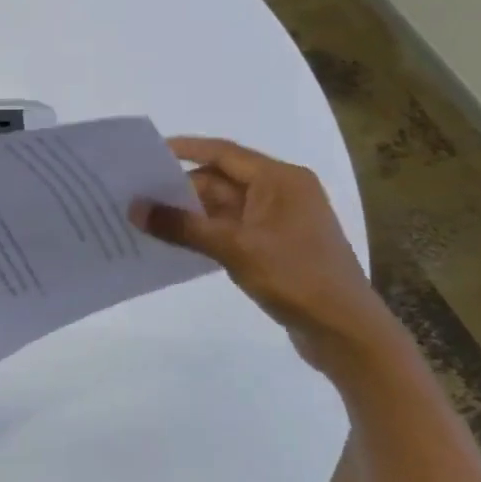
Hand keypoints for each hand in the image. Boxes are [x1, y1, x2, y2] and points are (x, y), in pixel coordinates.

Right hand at [132, 137, 406, 374]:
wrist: (346, 332)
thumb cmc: (296, 278)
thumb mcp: (234, 248)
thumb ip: (182, 226)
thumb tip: (134, 208)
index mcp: (281, 180)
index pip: (224, 153)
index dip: (185, 149)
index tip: (146, 152)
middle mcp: (281, 193)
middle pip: (220, 180)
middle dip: (180, 188)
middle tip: (136, 194)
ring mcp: (278, 221)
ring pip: (223, 207)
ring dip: (189, 213)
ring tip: (145, 218)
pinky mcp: (274, 247)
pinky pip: (230, 229)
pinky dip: (204, 232)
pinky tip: (175, 243)